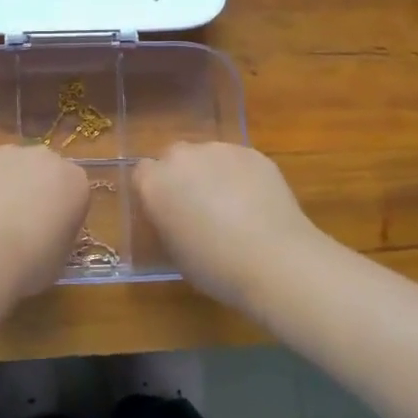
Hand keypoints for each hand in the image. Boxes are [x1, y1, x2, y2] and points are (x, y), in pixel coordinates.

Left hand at [0, 144, 89, 296]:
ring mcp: (6, 153)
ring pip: (6, 166)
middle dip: (31, 189)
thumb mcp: (61, 255)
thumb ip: (59, 232)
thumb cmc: (32, 262)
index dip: (59, 211)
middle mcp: (44, 157)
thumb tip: (45, 231)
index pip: (72, 190)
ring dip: (1, 185)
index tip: (47, 233)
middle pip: (40, 169)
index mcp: (74, 181)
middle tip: (16, 223)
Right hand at [133, 143, 324, 311]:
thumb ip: (166, 222)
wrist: (275, 260)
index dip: (154, 191)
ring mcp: (220, 150)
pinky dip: (240, 175)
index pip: (142, 173)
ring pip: (207, 156)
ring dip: (211, 173)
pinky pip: (237, 161)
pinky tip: (255, 203)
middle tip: (197, 206)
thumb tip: (174, 214)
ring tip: (232, 205)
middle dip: (181, 176)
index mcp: (155, 183)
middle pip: (174, 157)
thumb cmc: (216, 267)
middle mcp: (183, 157)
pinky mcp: (253, 153)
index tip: (165, 210)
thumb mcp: (175, 251)